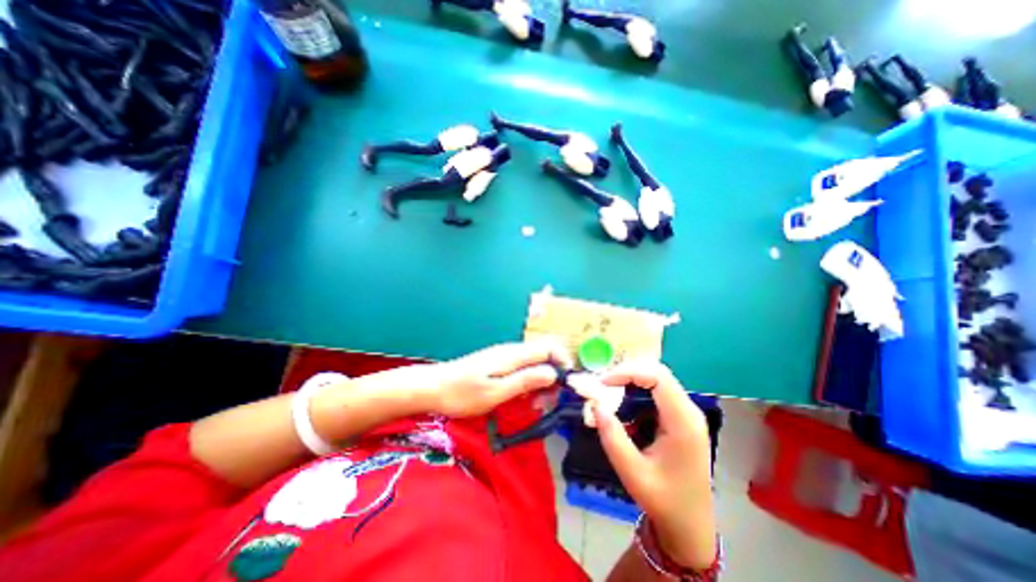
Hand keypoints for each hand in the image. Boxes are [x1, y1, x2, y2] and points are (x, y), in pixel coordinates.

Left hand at [416, 342, 574, 417]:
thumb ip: (525, 380)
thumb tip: (553, 373)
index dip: (562, 363)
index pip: (549, 348)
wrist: (433, 388)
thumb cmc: (463, 394)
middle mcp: (511, 351)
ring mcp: (504, 356)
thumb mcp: (496, 392)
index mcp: (513, 355)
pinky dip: (527, 382)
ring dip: (540, 382)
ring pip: (533, 363)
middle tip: (547, 402)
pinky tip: (521, 398)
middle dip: (552, 376)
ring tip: (534, 404)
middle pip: (543, 355)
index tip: (565, 386)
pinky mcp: (497, 364)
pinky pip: (521, 369)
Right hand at [595, 362, 716, 569]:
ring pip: (657, 379)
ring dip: (631, 379)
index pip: (657, 377)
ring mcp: (687, 413)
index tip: (603, 383)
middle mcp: (689, 411)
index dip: (628, 372)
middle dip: (627, 372)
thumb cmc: (664, 501)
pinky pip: (657, 392)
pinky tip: (623, 403)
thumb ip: (613, 437)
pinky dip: (637, 390)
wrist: (691, 525)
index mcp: (683, 422)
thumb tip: (595, 404)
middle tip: (602, 384)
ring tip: (608, 390)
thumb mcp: (633, 473)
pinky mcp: (680, 417)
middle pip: (658, 372)